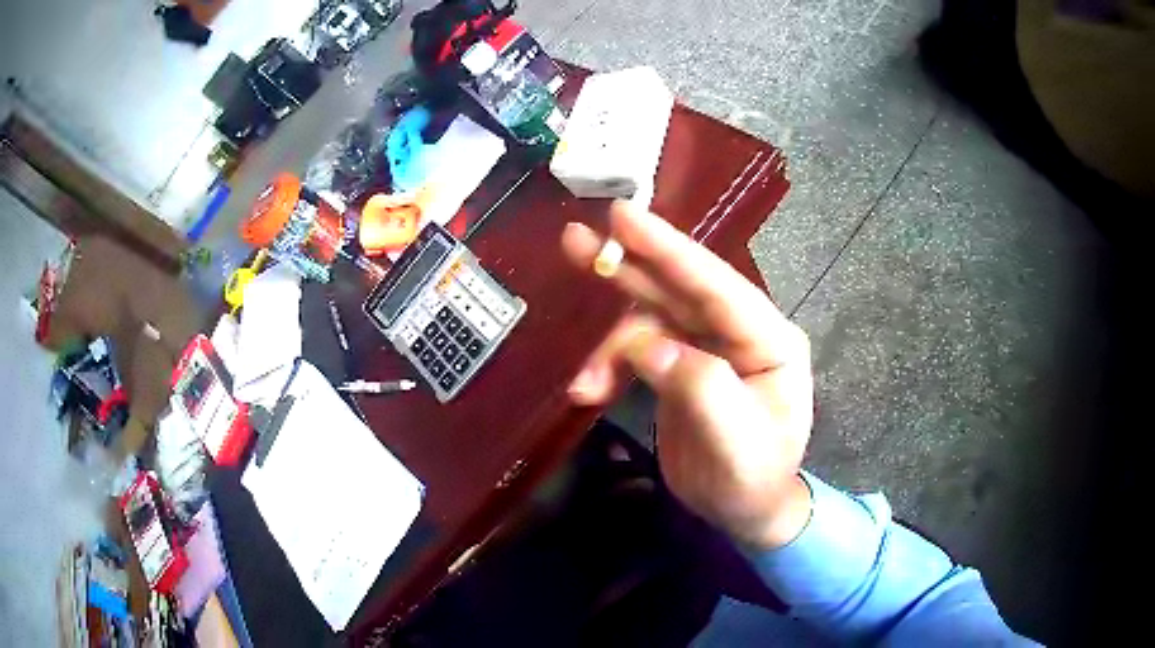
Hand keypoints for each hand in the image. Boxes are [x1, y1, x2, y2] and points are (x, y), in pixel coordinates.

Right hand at [562, 201, 814, 548]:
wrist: (744, 512)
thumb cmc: (753, 480)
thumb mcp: (735, 444)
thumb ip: (700, 388)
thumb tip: (647, 346)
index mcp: (769, 340)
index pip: (716, 286)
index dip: (669, 249)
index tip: (623, 217)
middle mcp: (739, 333)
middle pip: (679, 288)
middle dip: (628, 266)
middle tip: (576, 240)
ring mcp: (708, 347)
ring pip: (650, 319)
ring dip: (609, 343)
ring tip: (582, 383)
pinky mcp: (681, 366)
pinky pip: (638, 350)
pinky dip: (609, 366)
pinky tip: (588, 392)